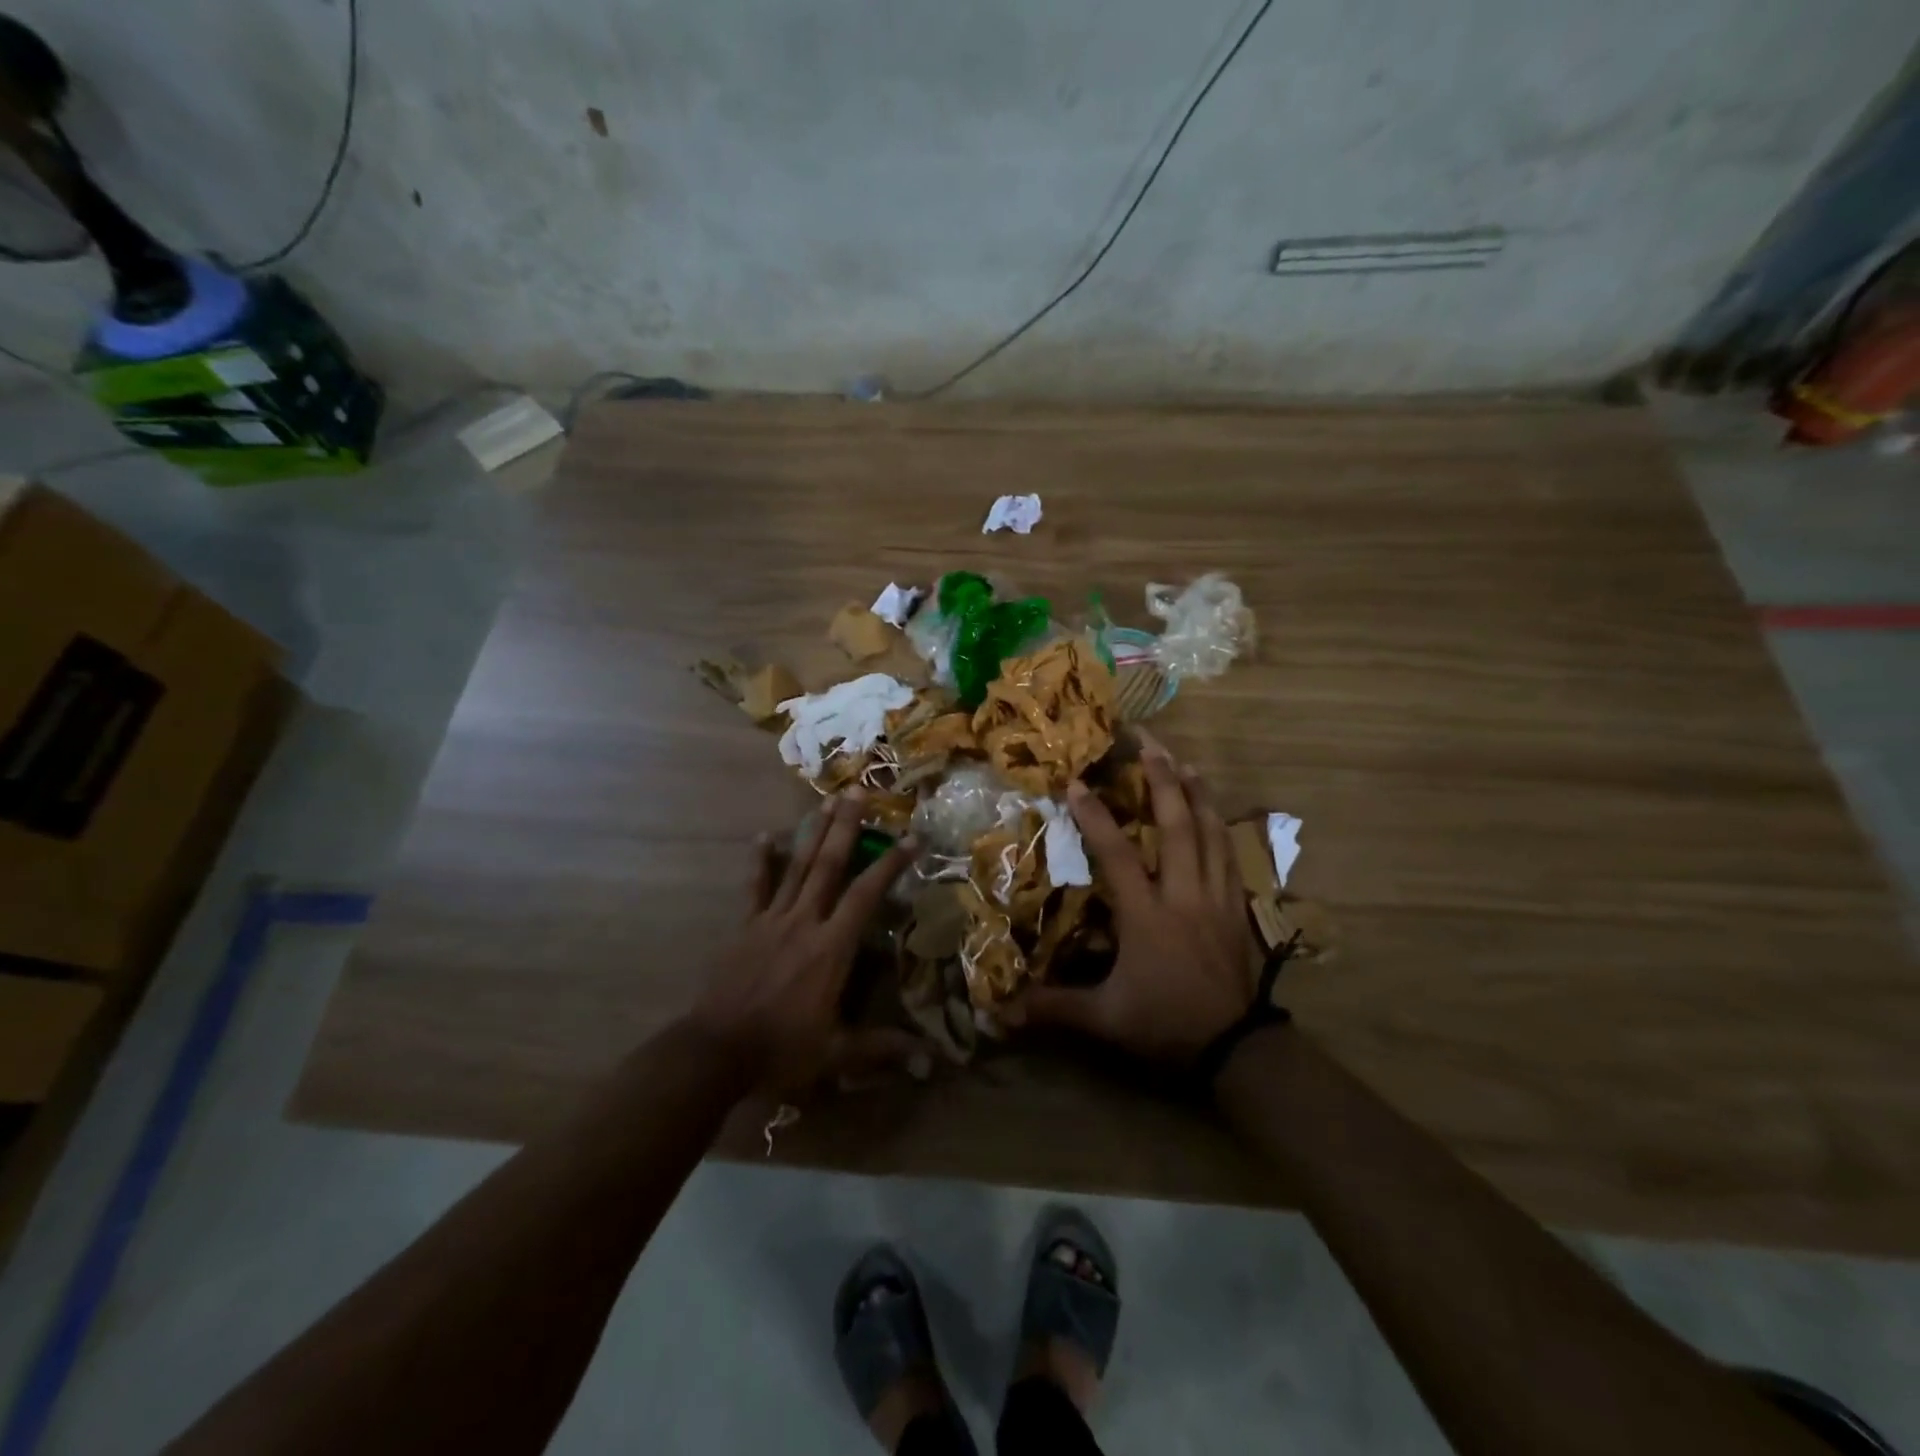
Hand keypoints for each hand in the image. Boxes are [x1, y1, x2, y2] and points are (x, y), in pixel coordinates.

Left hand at [690, 789, 915, 1091]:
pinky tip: (764, 836)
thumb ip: (883, 1049)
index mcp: (831, 947)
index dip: (891, 863)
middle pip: (829, 864)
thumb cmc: (781, 1050)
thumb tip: (930, 1062)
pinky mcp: (746, 926)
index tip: (912, 836)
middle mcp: (805, 922)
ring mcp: (772, 919)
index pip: (867, 894)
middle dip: (846, 827)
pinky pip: (756, 887)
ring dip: (813, 833)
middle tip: (859, 791)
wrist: (715, 1052)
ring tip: (827, 801)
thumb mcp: (837, 1054)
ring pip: (797, 867)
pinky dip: (761, 861)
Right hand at [1015, 738, 1258, 1062]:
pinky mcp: (1236, 907)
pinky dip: (1220, 827)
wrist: (1235, 1047)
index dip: (1096, 817)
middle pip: (1177, 826)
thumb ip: (1055, 1006)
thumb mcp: (1105, 1019)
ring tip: (1186, 763)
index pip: (1118, 854)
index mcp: (1147, 915)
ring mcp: (1216, 897)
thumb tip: (1002, 1009)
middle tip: (1150, 744)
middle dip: (1163, 781)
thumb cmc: (1165, 1023)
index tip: (1078, 783)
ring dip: (1197, 794)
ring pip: (1211, 833)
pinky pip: (1230, 856)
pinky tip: (1214, 813)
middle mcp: (1183, 894)